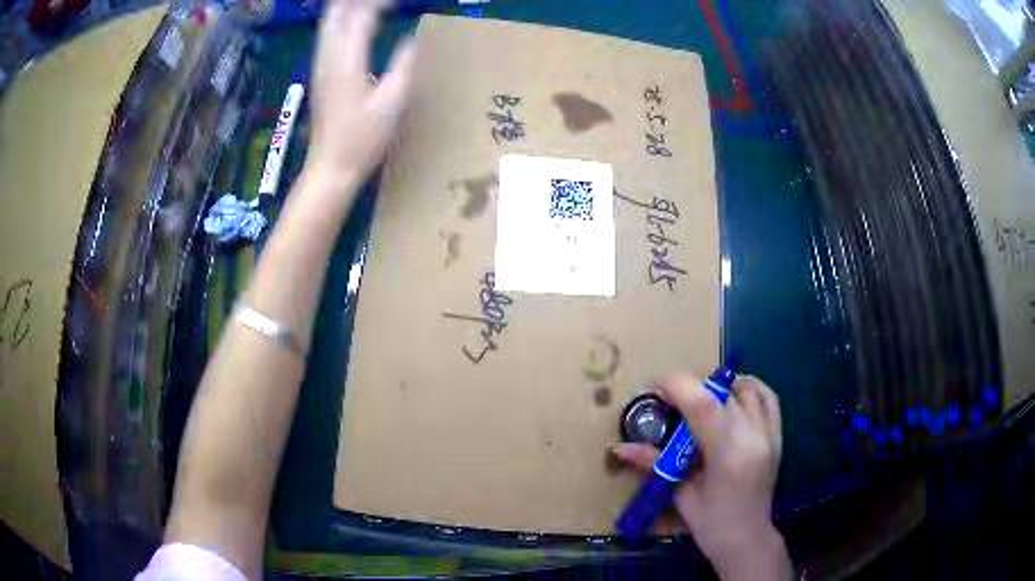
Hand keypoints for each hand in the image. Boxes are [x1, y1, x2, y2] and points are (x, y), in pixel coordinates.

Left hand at [304, 0, 416, 196]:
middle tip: (384, 4)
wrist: (331, 166)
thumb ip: (403, 64)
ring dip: (347, 9)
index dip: (380, 3)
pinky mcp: (318, 74)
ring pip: (328, 22)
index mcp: (347, 60)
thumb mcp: (393, 101)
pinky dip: (341, 22)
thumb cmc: (364, 139)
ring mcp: (319, 65)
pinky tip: (355, 25)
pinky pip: (326, 35)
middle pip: (336, 12)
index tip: (400, 2)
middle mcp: (328, 56)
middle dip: (358, 2)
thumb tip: (412, 39)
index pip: (361, 15)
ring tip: (373, 8)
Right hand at [613, 374, 789, 579]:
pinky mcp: (778, 436)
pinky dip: (749, 389)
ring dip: (719, 388)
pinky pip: (768, 398)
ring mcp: (769, 434)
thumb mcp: (681, 496)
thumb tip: (619, 447)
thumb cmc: (711, 524)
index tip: (656, 386)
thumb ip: (654, 464)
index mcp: (727, 456)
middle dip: (691, 388)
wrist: (748, 539)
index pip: (704, 405)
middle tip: (670, 401)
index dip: (678, 386)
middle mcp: (753, 437)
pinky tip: (733, 395)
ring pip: (746, 390)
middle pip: (721, 394)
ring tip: (700, 401)